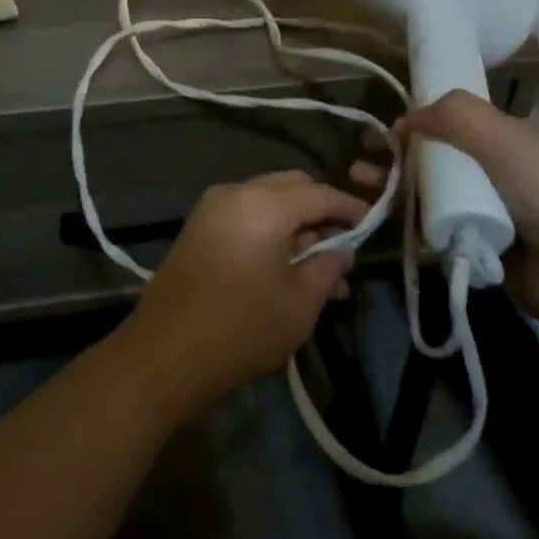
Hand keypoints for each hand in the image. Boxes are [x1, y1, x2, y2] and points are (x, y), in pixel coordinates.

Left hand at [124, 170, 366, 416]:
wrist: (166, 351)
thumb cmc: (243, 327)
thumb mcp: (301, 303)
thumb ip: (328, 268)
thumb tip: (343, 250)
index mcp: (264, 203)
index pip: (320, 193)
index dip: (350, 207)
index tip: (373, 223)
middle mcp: (236, 192)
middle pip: (291, 187)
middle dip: (320, 211)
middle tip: (344, 245)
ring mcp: (211, 208)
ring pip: (267, 201)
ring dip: (295, 224)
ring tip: (321, 268)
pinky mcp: (198, 227)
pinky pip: (245, 215)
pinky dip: (269, 230)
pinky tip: (286, 266)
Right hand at [349, 89, 538, 327]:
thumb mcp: (503, 138)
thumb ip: (455, 116)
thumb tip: (407, 116)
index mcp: (507, 137)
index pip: (453, 120)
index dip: (417, 119)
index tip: (382, 128)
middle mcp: (495, 168)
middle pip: (435, 154)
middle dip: (395, 153)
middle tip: (359, 158)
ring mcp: (486, 208)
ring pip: (430, 189)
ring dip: (393, 183)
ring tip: (358, 184)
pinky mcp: (476, 243)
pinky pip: (435, 224)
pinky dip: (408, 218)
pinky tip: (381, 215)